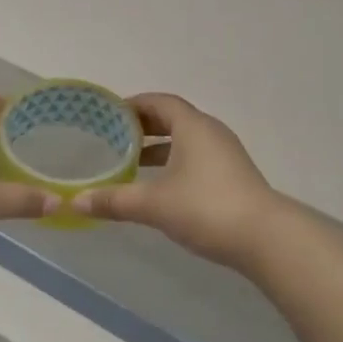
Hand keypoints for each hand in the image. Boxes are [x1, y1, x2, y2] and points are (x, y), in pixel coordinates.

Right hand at [73, 93, 280, 270]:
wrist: (266, 238)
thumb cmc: (206, 207)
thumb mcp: (153, 204)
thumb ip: (114, 200)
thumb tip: (76, 202)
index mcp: (192, 126)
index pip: (160, 102)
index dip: (134, 105)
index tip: (109, 114)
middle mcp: (211, 133)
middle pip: (173, 119)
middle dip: (143, 126)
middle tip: (114, 137)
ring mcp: (226, 155)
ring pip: (186, 140)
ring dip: (160, 147)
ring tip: (132, 163)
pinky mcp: (233, 176)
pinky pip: (197, 158)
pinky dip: (175, 162)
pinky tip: (161, 186)